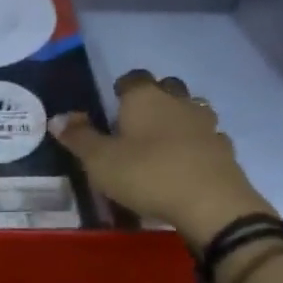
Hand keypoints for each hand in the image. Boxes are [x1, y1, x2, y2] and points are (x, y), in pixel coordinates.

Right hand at [49, 70, 275, 244]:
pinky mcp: (225, 150)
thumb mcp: (100, 160)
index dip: (122, 87)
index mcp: (145, 98)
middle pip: (167, 87)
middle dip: (153, 98)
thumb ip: (78, 137)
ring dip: (177, 119)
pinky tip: (186, 162)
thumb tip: (57, 117)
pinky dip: (196, 144)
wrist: (211, 204)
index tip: (113, 103)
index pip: (133, 78)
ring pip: (191, 110)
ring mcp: (206, 125)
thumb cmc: (147, 174)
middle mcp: (178, 102)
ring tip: (161, 141)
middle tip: (136, 121)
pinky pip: (207, 138)